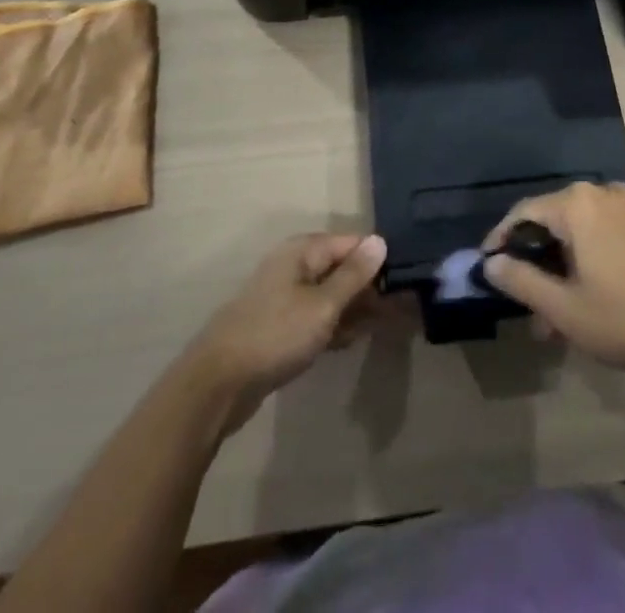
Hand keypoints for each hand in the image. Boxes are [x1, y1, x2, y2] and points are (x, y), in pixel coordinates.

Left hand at [185, 233, 387, 433]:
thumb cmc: (275, 335)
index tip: (405, 281)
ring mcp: (284, 297)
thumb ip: (353, 275)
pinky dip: (334, 325)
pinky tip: (352, 340)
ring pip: (329, 295)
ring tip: (385, 326)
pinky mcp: (279, 326)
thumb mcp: (322, 305)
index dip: (377, 260)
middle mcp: (293, 266)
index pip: (351, 243)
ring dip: (354, 309)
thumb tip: (380, 240)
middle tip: (400, 309)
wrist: (218, 383)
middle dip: (368, 287)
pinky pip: (316, 317)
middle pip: (340, 268)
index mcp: (302, 252)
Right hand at [482, 183, 624, 380]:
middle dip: (533, 263)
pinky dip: (582, 260)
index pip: (523, 212)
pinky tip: (582, 298)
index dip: (501, 240)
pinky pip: (597, 234)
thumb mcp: (564, 308)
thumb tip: (491, 263)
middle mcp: (598, 194)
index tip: (487, 268)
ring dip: (558, 269)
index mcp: (576, 204)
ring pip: (574, 232)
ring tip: (551, 318)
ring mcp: (624, 208)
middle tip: (524, 305)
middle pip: (550, 221)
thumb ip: (522, 282)